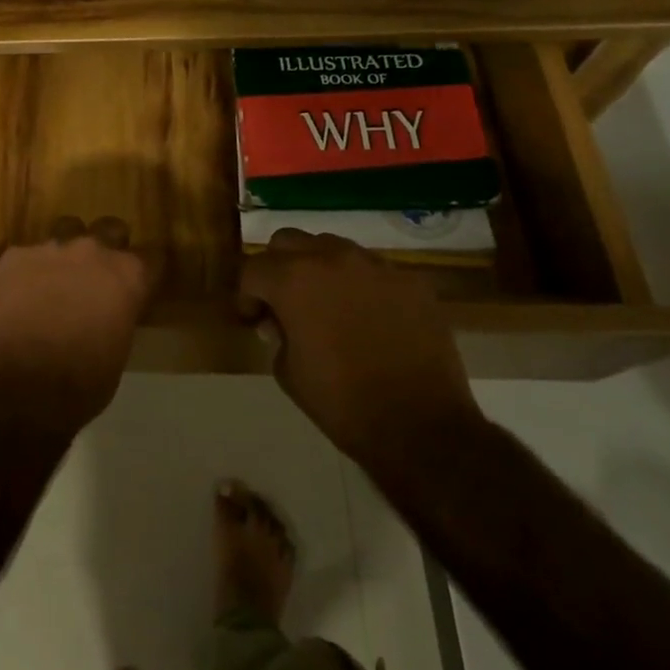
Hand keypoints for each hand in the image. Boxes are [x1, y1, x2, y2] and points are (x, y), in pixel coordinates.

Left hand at [0, 216, 157, 437]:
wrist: (20, 385)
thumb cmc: (81, 383)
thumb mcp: (117, 352)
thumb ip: (117, 316)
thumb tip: (108, 313)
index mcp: (127, 276)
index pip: (151, 258)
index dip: (144, 272)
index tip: (139, 285)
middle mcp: (93, 251)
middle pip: (110, 229)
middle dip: (108, 246)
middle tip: (98, 275)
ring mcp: (51, 248)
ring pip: (66, 230)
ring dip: (68, 251)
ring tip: (57, 279)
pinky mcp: (15, 256)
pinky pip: (27, 255)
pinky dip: (28, 271)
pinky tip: (20, 295)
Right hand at [238, 229, 481, 473]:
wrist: (421, 428)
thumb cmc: (342, 403)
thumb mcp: (288, 372)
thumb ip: (277, 334)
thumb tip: (278, 320)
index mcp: (293, 279)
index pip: (254, 269)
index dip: (248, 295)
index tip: (256, 318)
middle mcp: (331, 258)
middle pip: (288, 242)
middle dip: (279, 267)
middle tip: (285, 301)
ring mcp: (375, 266)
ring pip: (333, 247)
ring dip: (321, 268)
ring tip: (329, 304)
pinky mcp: (411, 281)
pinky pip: (374, 271)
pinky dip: (362, 286)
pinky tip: (370, 318)